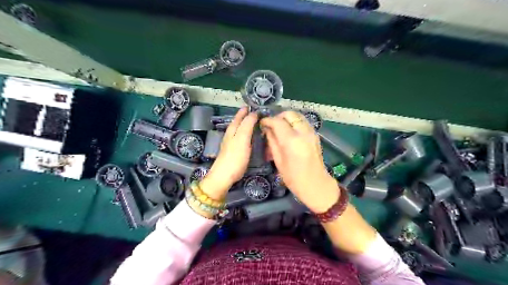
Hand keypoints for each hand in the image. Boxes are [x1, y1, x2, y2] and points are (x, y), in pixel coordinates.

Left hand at [198, 108, 257, 200]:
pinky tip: (250, 137)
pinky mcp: (233, 151)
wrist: (224, 175)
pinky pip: (241, 137)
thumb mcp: (242, 138)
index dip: (246, 111)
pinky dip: (246, 133)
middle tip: (256, 112)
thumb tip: (253, 113)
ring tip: (254, 122)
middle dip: (245, 116)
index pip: (240, 116)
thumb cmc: (235, 157)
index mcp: (233, 129)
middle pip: (238, 122)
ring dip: (246, 124)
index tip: (255, 106)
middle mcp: (231, 134)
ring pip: (239, 129)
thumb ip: (247, 125)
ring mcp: (231, 143)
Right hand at [259, 110, 338, 211]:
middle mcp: (303, 132)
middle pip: (290, 114)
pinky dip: (295, 122)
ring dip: (287, 118)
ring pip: (298, 116)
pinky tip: (289, 132)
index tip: (262, 123)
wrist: (316, 185)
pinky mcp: (316, 135)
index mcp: (292, 141)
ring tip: (280, 128)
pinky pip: (303, 122)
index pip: (278, 122)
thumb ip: (272, 141)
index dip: (268, 120)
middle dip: (279, 117)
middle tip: (271, 125)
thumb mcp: (278, 160)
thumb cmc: (294, 178)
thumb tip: (267, 129)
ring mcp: (312, 132)